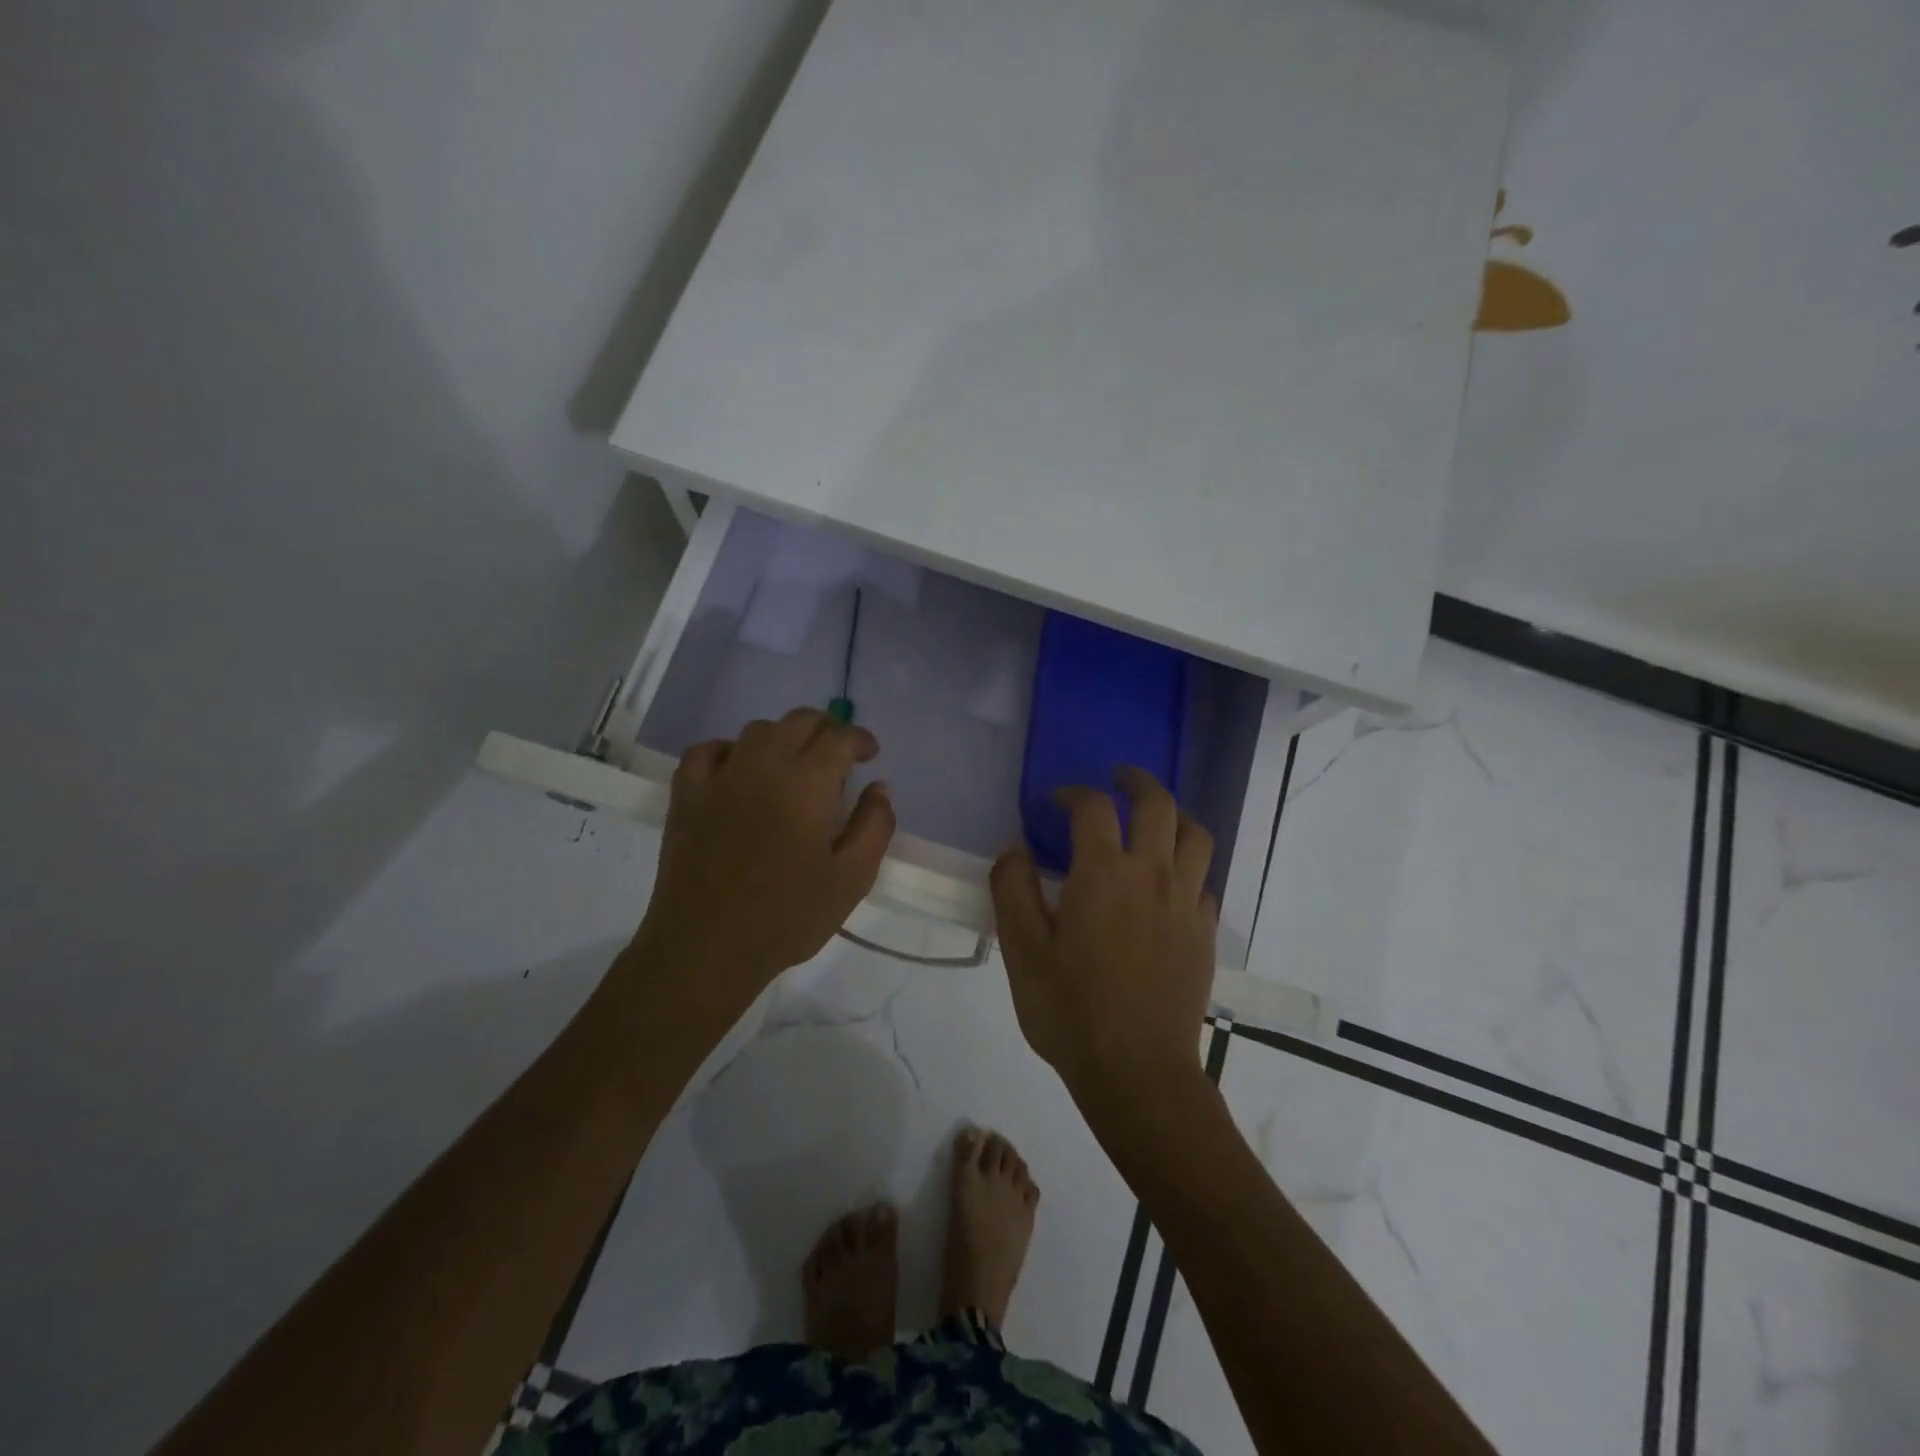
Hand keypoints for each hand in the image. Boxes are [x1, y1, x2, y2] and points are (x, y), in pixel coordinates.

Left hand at [635, 707, 895, 1002]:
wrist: (707, 948)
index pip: (839, 737)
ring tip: (794, 763)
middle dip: (826, 729)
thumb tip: (880, 787)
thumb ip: (875, 826)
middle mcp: (763, 765)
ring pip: (756, 731)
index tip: (870, 755)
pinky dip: (730, 750)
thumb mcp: (852, 878)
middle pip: (798, 722)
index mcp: (807, 782)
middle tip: (838, 754)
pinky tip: (738, 770)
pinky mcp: (687, 796)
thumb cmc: (788, 916)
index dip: (860, 739)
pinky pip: (707, 751)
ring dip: (783, 737)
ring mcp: (719, 777)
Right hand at [990, 767, 1216, 1096]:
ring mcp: (1186, 903)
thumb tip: (1014, 850)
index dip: (1074, 793)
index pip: (1093, 807)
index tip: (1057, 801)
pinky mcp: (1205, 932)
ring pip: (1196, 835)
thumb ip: (1012, 889)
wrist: (1137, 1071)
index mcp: (1103, 873)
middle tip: (1119, 779)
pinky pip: (1205, 880)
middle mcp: (1151, 874)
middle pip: (1158, 804)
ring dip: (1175, 816)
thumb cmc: (1070, 1010)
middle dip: (1137, 782)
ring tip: (1156, 820)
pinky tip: (1171, 882)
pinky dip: (1189, 866)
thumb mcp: (1021, 951)